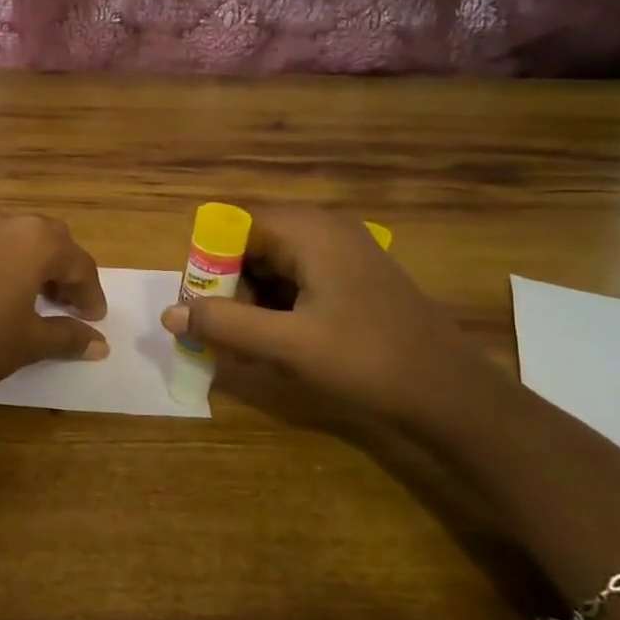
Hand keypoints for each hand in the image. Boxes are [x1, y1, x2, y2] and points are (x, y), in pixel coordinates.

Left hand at [0, 213, 108, 397]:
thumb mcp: (29, 343)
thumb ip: (68, 337)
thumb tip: (99, 344)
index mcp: (34, 241)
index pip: (78, 262)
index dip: (90, 292)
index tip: (93, 319)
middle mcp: (1, 222)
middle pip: (45, 240)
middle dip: (60, 269)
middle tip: (63, 302)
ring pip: (8, 238)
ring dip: (24, 263)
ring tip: (24, 297)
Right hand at [159, 208, 487, 430]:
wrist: (452, 394)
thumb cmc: (367, 360)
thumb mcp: (287, 345)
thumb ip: (223, 325)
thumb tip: (168, 315)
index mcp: (309, 231)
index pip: (233, 225)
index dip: (207, 262)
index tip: (198, 306)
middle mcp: (323, 230)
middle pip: (251, 244)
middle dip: (228, 287)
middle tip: (220, 333)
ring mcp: (342, 253)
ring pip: (272, 265)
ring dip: (250, 302)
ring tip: (245, 347)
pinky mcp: (352, 279)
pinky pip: (296, 281)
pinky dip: (276, 308)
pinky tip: (275, 345)